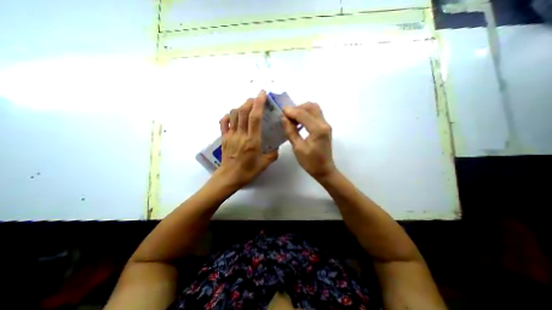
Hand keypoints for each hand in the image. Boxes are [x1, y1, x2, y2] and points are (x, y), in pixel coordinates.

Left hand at [213, 91, 277, 187]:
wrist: (229, 177)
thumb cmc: (247, 171)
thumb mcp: (264, 164)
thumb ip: (273, 154)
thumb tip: (277, 147)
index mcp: (252, 140)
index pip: (255, 117)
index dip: (259, 103)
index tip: (262, 94)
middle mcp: (240, 134)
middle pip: (243, 111)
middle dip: (250, 101)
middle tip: (256, 98)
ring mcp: (230, 135)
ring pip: (233, 114)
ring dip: (240, 107)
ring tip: (247, 106)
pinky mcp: (224, 137)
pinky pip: (224, 122)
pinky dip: (228, 116)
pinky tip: (234, 116)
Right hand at [281, 102, 335, 180]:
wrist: (324, 170)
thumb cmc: (311, 162)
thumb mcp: (298, 148)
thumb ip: (291, 131)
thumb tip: (284, 118)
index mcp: (318, 130)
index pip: (303, 114)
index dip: (291, 111)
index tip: (281, 111)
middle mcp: (324, 124)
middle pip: (311, 106)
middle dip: (297, 108)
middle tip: (287, 115)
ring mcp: (326, 125)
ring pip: (314, 109)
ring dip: (302, 110)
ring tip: (292, 118)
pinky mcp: (325, 128)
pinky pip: (315, 115)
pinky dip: (306, 115)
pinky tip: (299, 122)